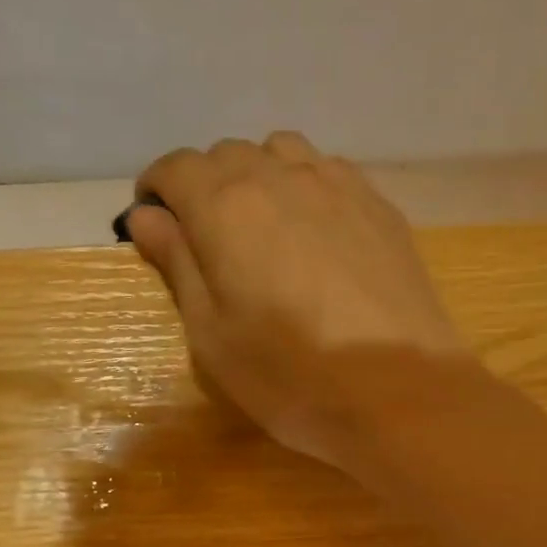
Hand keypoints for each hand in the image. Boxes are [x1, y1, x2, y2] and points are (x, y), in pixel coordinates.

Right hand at [124, 132, 468, 471]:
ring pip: (280, 152)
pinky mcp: (378, 204)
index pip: (176, 168)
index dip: (156, 190)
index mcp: (226, 207)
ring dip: (256, 176)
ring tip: (260, 226)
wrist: (400, 393)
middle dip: (203, 186)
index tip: (154, 222)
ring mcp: (337, 185)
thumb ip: (177, 265)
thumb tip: (146, 215)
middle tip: (205, 238)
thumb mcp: (212, 336)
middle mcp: (280, 177)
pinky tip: (313, 230)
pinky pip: (327, 170)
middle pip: (226, 155)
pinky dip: (304, 185)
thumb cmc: (291, 376)